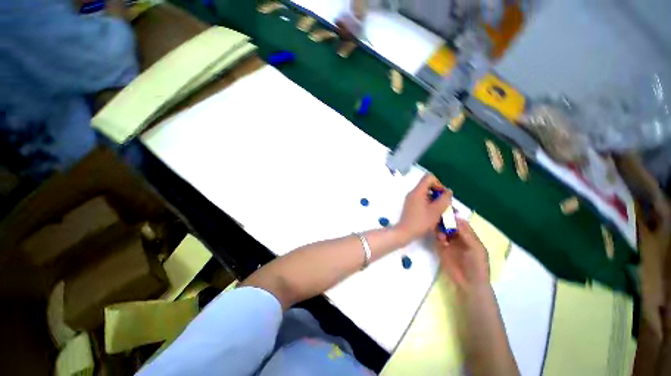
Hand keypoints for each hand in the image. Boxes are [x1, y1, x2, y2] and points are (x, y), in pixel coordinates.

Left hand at [395, 174, 451, 241]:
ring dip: (436, 200)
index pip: (429, 177)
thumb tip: (448, 191)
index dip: (439, 183)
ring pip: (426, 194)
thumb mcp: (437, 210)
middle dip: (439, 194)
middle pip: (428, 186)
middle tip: (445, 205)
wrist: (405, 232)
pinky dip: (430, 205)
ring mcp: (411, 199)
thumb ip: (445, 199)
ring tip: (443, 212)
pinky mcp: (411, 205)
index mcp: (418, 191)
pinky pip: (422, 200)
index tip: (443, 195)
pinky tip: (435, 215)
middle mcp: (413, 193)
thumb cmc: (421, 221)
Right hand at [435, 218, 489, 293]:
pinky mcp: (441, 249)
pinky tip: (440, 240)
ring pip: (442, 230)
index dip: (454, 216)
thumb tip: (456, 217)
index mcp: (469, 236)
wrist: (469, 283)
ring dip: (440, 229)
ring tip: (442, 233)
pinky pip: (437, 239)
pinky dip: (437, 237)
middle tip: (439, 219)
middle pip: (449, 225)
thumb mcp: (476, 247)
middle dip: (445, 221)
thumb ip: (466, 233)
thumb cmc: (477, 265)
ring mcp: (449, 243)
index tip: (446, 210)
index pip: (460, 222)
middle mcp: (458, 237)